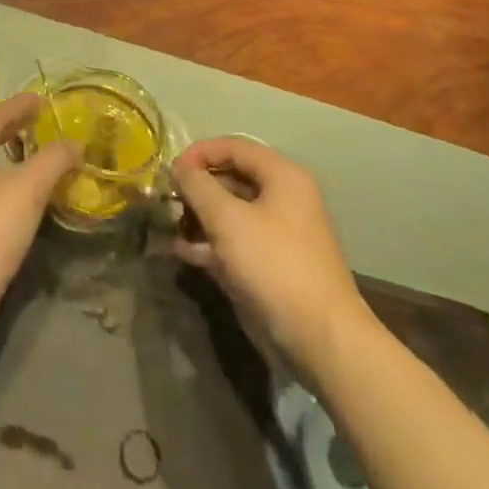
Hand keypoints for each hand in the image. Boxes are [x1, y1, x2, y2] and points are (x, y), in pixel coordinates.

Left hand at [0, 93, 78, 327]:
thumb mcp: (28, 188)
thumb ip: (53, 160)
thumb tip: (76, 144)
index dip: (21, 105)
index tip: (43, 98)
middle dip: (17, 127)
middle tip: (44, 120)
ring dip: (14, 154)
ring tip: (40, 151)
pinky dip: (10, 177)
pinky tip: (27, 189)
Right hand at [172, 136, 369, 357]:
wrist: (322, 341)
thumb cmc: (274, 265)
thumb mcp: (228, 219)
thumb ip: (198, 186)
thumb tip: (180, 166)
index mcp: (282, 176)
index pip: (233, 147)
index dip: (199, 153)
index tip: (170, 170)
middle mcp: (284, 198)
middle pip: (233, 178)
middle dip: (198, 187)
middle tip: (167, 198)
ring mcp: (280, 234)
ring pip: (233, 213)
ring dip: (201, 217)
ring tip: (170, 225)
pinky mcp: (274, 266)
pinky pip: (237, 242)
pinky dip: (212, 244)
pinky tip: (183, 252)